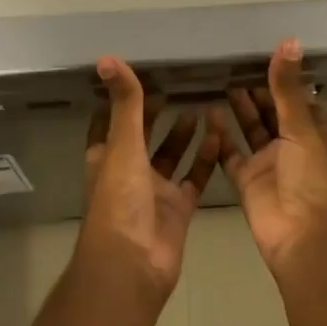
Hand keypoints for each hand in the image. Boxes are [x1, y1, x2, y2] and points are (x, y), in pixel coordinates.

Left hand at [77, 56, 221, 304]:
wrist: (133, 267)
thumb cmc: (119, 202)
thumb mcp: (122, 145)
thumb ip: (124, 103)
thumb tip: (106, 58)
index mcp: (106, 157)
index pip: (109, 121)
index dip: (119, 100)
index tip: (138, 74)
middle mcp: (129, 172)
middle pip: (143, 136)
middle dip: (156, 114)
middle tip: (178, 85)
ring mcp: (155, 192)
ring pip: (171, 155)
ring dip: (184, 133)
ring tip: (202, 105)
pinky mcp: (179, 209)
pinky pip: (195, 177)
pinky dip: (206, 159)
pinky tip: (219, 135)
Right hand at [221, 40, 326, 276]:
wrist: (306, 241)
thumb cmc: (314, 179)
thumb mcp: (303, 128)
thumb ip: (288, 87)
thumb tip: (289, 40)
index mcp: (317, 135)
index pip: (301, 102)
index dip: (284, 82)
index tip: (263, 57)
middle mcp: (294, 147)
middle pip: (273, 114)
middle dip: (258, 93)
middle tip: (233, 66)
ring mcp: (270, 165)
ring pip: (252, 131)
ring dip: (240, 110)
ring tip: (221, 82)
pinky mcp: (248, 182)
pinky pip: (231, 154)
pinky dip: (220, 137)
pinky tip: (208, 113)